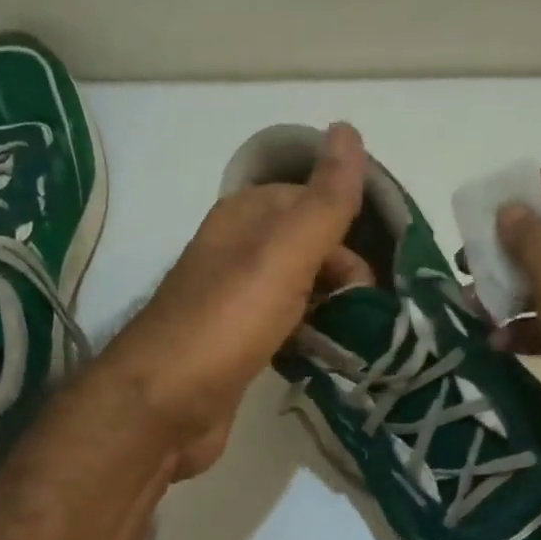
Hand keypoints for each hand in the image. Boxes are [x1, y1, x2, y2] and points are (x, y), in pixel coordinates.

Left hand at [95, 123, 366, 478]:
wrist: (161, 410)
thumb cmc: (224, 325)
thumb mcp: (282, 255)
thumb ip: (322, 202)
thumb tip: (348, 129)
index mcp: (244, 219)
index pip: (312, 202)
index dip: (349, 232)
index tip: (379, 276)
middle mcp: (237, 254)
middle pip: (309, 250)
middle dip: (346, 278)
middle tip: (369, 318)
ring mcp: (235, 304)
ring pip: (301, 292)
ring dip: (333, 312)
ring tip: (361, 343)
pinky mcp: (237, 348)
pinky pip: (287, 331)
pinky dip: (311, 341)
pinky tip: (328, 362)